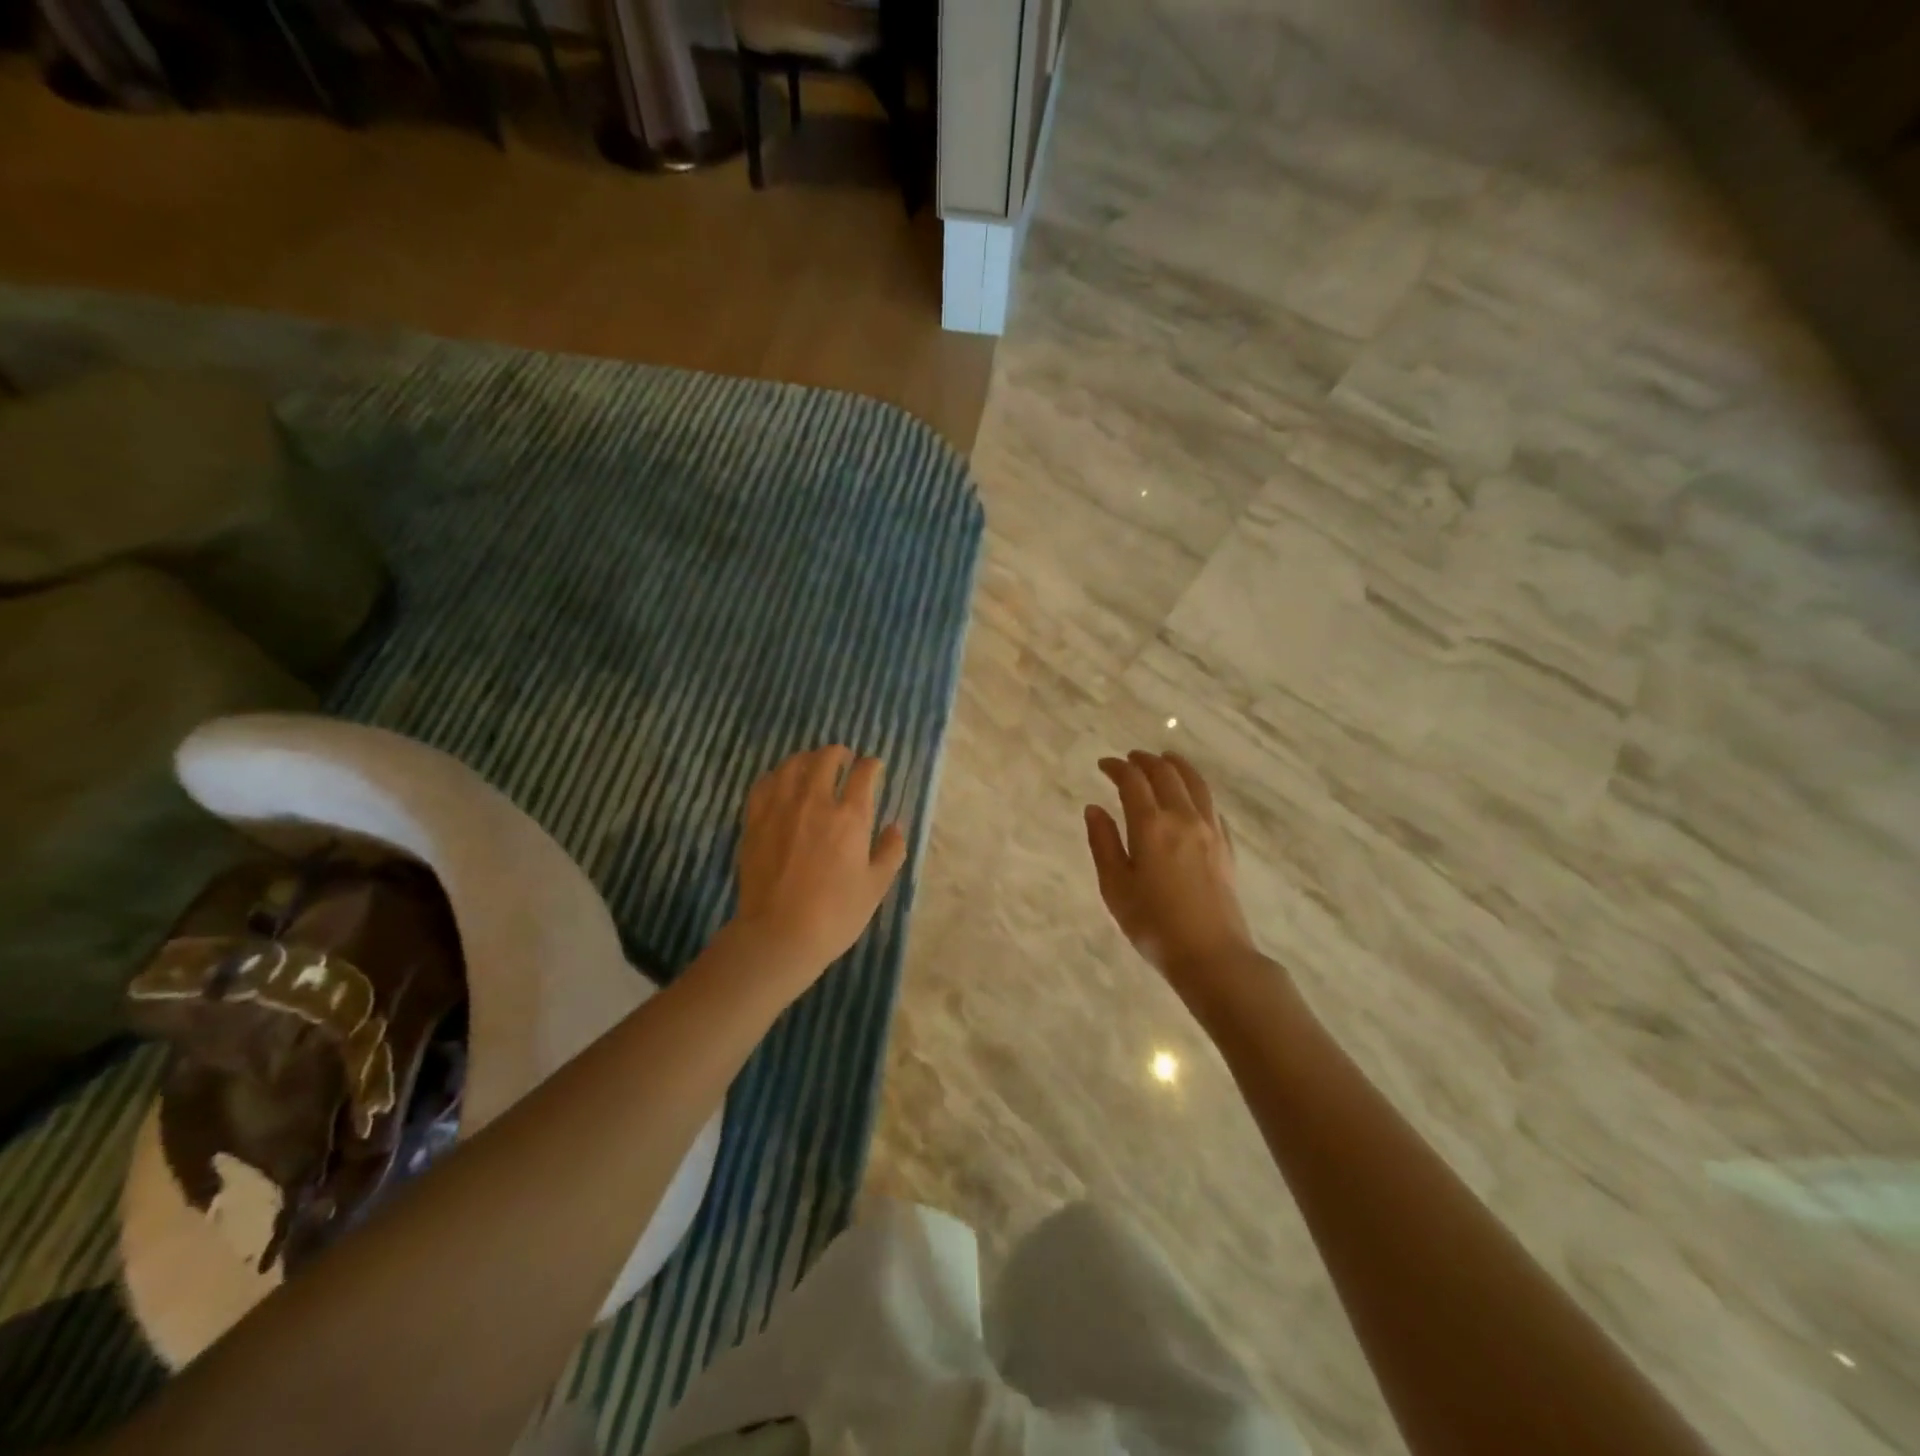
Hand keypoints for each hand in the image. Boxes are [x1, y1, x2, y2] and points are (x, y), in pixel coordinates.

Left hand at [734, 746, 907, 987]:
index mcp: (850, 817)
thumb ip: (890, 852)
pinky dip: (778, 775)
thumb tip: (895, 827)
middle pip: (826, 759)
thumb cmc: (835, 914)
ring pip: (793, 765)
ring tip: (813, 765)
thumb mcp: (875, 887)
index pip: (864, 774)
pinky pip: (765, 784)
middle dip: (839, 753)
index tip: (874, 767)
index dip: (872, 765)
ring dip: (807, 759)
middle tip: (844, 759)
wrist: (779, 935)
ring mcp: (781, 809)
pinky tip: (782, 782)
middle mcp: (815, 802)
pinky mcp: (755, 820)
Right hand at [1086, 751, 1256, 990]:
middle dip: (1145, 761)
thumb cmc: (1153, 924)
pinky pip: (1211, 805)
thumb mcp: (1115, 887)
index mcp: (1151, 826)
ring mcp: (1210, 830)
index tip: (1104, 765)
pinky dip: (1197, 790)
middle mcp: (1183, 818)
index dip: (1117, 768)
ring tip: (1165, 760)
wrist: (1211, 955)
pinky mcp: (1226, 846)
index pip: (1133, 781)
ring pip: (1195, 783)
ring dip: (1177, 766)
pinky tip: (1191, 797)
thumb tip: (1094, 809)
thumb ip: (1103, 843)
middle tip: (1130, 759)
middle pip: (1166, 774)